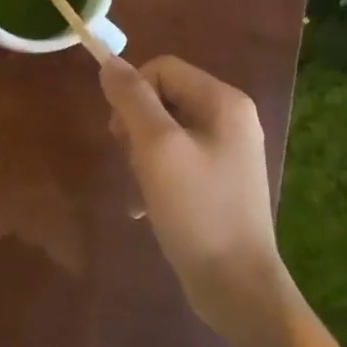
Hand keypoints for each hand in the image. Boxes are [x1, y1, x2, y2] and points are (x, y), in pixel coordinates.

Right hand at [100, 55, 285, 332]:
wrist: (236, 284)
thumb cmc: (196, 209)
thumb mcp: (157, 148)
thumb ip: (132, 100)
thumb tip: (110, 62)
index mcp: (223, 102)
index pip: (162, 68)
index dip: (132, 92)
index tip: (119, 133)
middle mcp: (230, 119)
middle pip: (163, 98)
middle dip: (135, 128)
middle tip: (130, 162)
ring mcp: (227, 151)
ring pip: (164, 132)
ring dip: (141, 157)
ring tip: (139, 190)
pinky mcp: (219, 181)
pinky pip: (176, 161)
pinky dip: (155, 178)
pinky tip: (145, 207)